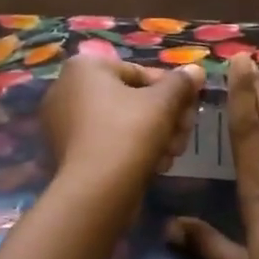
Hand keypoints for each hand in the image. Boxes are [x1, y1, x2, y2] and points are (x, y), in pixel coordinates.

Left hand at [41, 50, 204, 194]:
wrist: (96, 192)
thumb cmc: (128, 133)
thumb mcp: (163, 102)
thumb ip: (181, 83)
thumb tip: (195, 70)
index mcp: (84, 67)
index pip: (140, 72)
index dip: (172, 90)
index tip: (192, 108)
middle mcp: (67, 89)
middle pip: (133, 99)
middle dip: (166, 117)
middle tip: (185, 134)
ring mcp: (63, 124)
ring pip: (123, 123)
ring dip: (156, 136)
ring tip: (172, 154)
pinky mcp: (69, 153)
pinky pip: (108, 142)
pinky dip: (132, 151)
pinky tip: (155, 166)